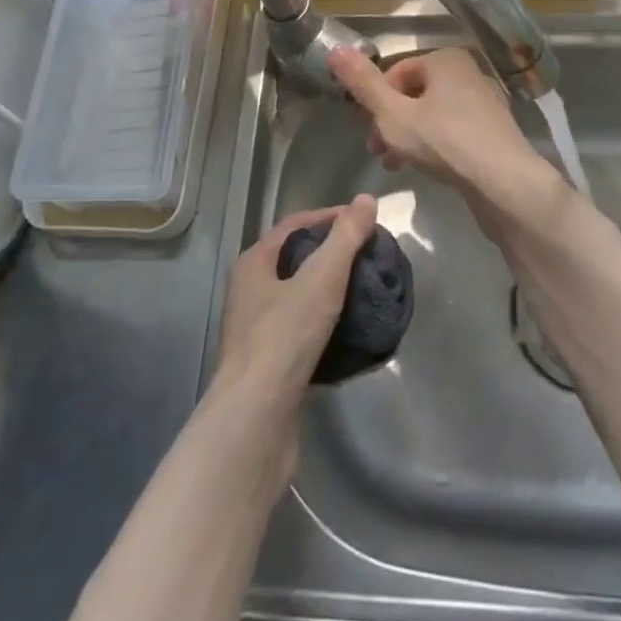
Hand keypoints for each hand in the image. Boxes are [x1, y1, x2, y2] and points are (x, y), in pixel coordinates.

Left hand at [213, 195, 379, 413]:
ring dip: (334, 297)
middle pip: (297, 263)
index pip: (294, 226)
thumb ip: (345, 237)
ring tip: (368, 295)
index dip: (329, 217)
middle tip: (370, 258)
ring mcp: (259, 335)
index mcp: (254, 265)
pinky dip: (331, 334)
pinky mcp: (272, 372)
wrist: (257, 420)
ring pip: (302, 303)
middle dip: (334, 258)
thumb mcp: (321, 278)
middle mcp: (250, 295)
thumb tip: (367, 199)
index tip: (364, 222)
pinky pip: (307, 341)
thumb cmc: (285, 337)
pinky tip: (357, 340)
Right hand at [327, 47, 565, 230]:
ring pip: (433, 113)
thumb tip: (335, 48)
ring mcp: (485, 101)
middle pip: (415, 93)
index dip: (374, 101)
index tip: (362, 130)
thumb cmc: (444, 142)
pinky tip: (426, 168)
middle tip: (376, 152)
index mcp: (446, 59)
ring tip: (395, 164)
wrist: (506, 182)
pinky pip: (454, 129)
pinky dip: (434, 143)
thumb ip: (363, 84)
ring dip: (408, 135)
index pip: (396, 72)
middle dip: (390, 121)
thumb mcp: (393, 114)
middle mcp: (469, 72)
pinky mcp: (495, 130)